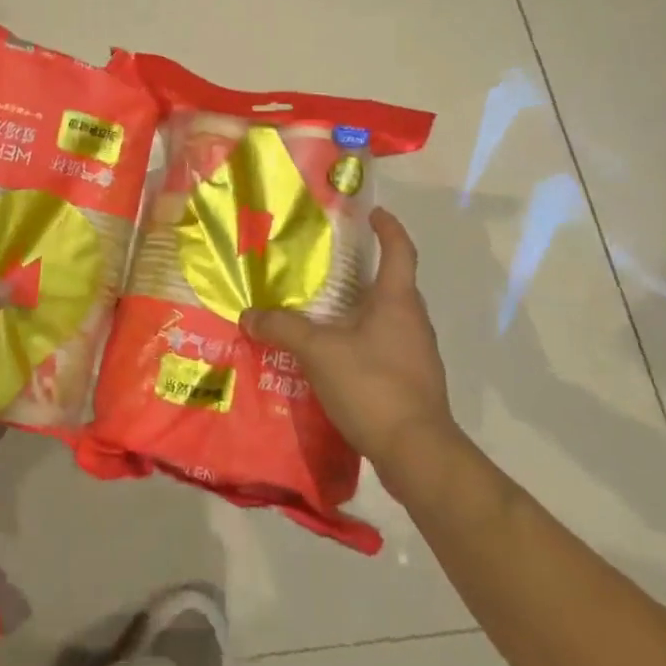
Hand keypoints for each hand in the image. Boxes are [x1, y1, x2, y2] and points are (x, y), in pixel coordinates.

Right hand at [241, 208, 455, 466]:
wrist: (418, 453)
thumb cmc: (373, 385)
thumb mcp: (318, 351)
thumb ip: (282, 328)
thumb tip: (248, 315)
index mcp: (397, 301)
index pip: (399, 250)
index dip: (388, 228)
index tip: (373, 212)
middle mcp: (413, 321)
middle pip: (393, 284)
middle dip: (365, 270)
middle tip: (329, 264)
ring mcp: (417, 354)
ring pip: (388, 318)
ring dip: (361, 308)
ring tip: (323, 311)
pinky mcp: (413, 382)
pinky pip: (385, 347)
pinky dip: (362, 340)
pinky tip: (334, 355)